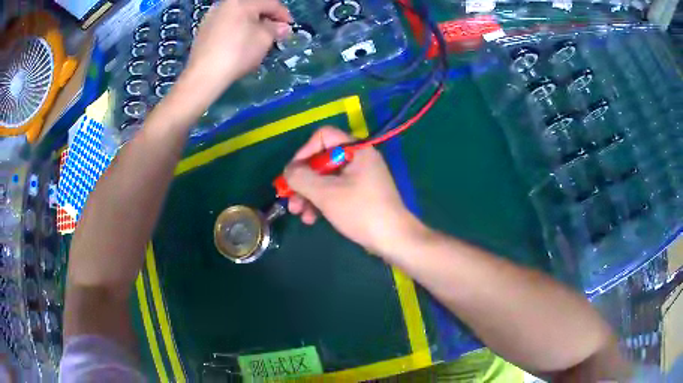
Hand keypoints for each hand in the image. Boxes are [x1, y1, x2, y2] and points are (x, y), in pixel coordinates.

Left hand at [183, 0, 291, 102]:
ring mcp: (211, 16)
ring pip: (238, 15)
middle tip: (275, 32)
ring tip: (258, 37)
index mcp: (241, 2)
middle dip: (266, 18)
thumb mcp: (264, 39)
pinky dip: (237, 29)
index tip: (290, 27)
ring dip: (251, 23)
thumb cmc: (237, 53)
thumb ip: (275, 29)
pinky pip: (226, 24)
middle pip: (253, 7)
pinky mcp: (203, 30)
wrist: (204, 75)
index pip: (270, 3)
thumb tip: (281, 27)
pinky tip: (240, 42)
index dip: (283, 15)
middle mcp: (224, 4)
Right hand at [284, 127, 425, 255]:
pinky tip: (311, 219)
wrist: (393, 240)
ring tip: (298, 213)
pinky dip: (321, 202)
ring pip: (326, 179)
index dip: (304, 151)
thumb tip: (288, 171)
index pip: (323, 136)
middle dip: (303, 180)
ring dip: (308, 194)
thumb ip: (302, 178)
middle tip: (289, 198)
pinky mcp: (360, 195)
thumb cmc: (361, 211)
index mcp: (356, 150)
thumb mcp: (326, 193)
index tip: (293, 173)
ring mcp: (360, 178)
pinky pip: (335, 191)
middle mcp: (359, 159)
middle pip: (321, 160)